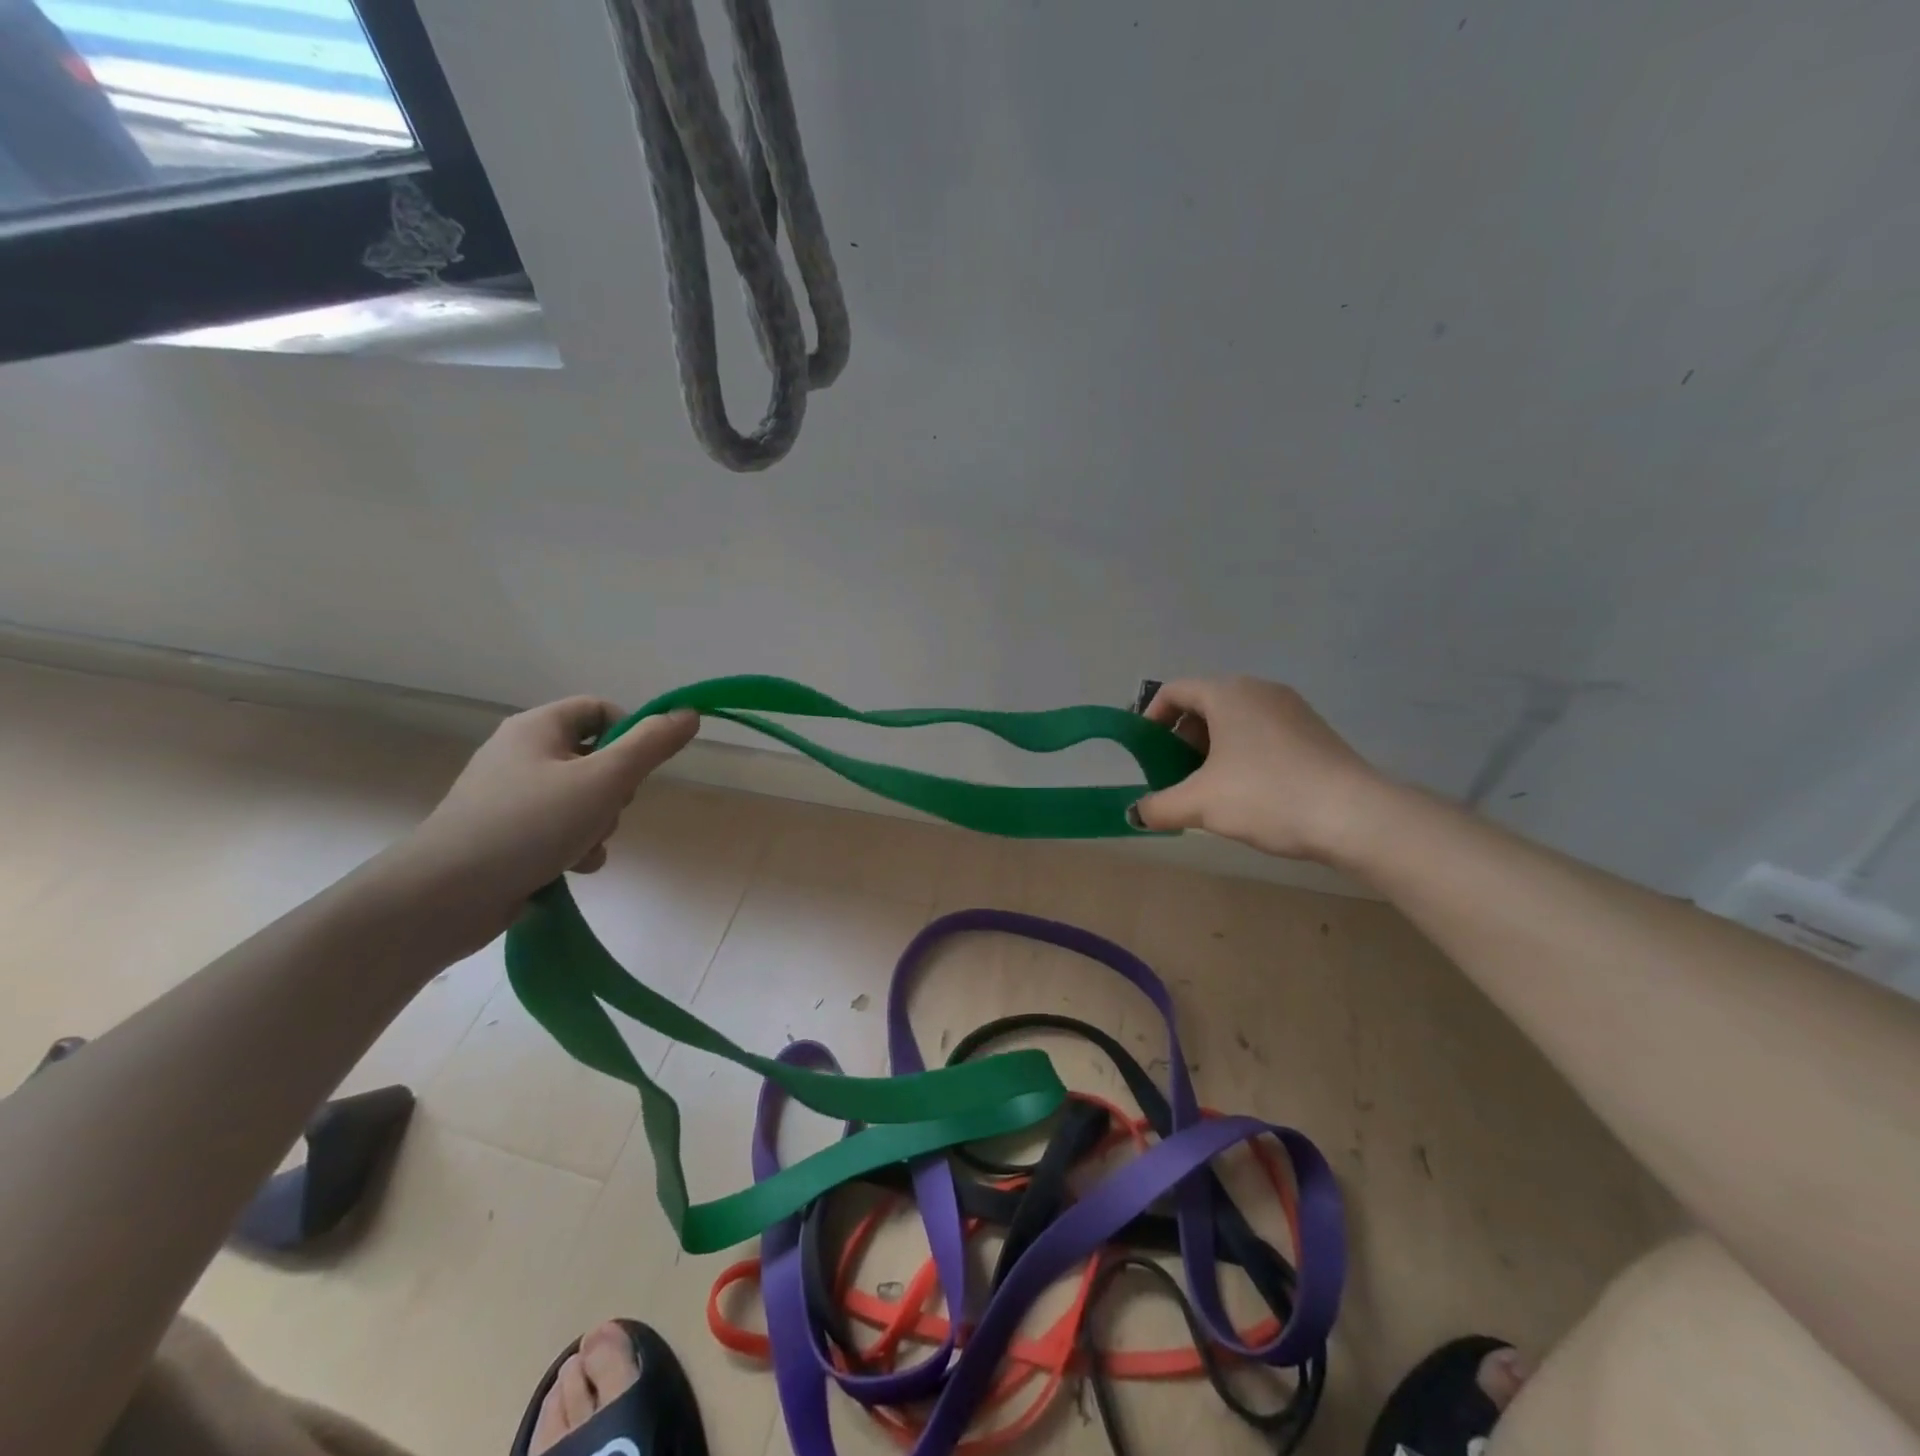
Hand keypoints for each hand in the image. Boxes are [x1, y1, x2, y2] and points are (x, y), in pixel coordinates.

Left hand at [402, 698, 698, 916]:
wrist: (443, 895)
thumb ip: (651, 745)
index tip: (640, 769)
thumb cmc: (529, 825)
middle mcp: (520, 754)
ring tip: (584, 848)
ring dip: (598, 825)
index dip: (630, 734)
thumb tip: (689, 713)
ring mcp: (509, 796)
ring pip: (582, 799)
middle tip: (608, 811)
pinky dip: (574, 846)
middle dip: (615, 791)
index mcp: (537, 728)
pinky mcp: (504, 834)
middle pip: (595, 757)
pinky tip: (570, 868)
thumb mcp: (604, 780)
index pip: (600, 710)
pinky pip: (558, 829)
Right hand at [1131, 677, 1387, 862]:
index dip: (1150, 719)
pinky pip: (1262, 733)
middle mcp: (1259, 690)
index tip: (1145, 753)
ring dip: (1211, 750)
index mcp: (1227, 693)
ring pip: (1235, 721)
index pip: (1174, 691)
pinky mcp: (1313, 732)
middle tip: (1175, 776)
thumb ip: (1158, 807)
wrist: (1355, 815)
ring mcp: (1292, 709)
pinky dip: (1242, 754)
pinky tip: (1248, 792)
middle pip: (1204, 705)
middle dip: (1181, 740)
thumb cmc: (1266, 796)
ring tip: (1209, 789)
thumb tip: (1136, 814)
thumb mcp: (1200, 805)